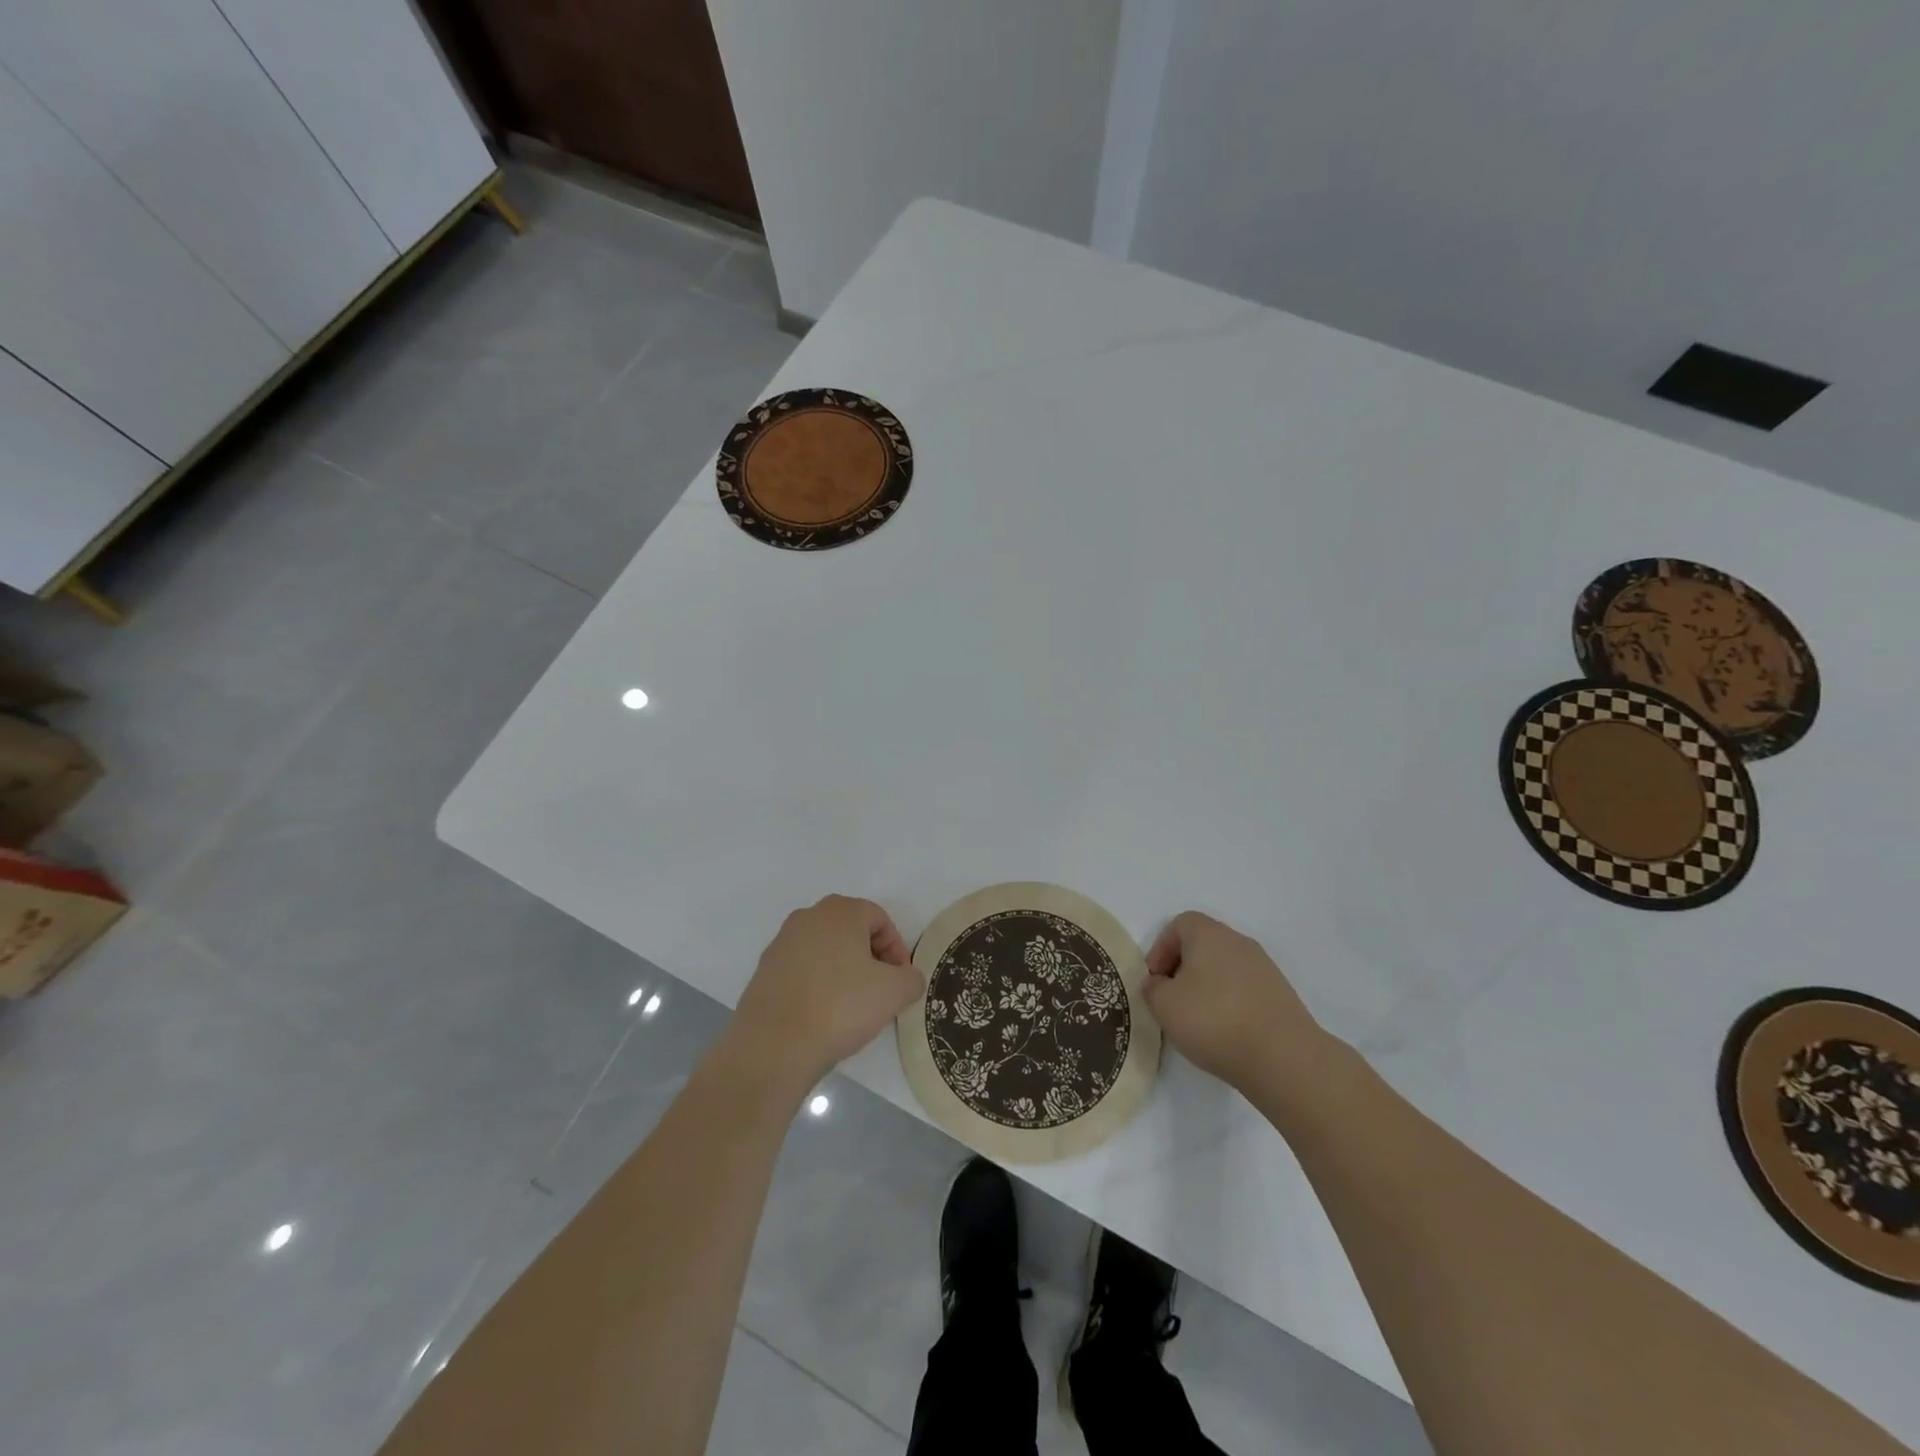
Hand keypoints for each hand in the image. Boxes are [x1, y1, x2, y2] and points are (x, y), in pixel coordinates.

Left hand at [728, 895, 923, 1090]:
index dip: (897, 949)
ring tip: (851, 1008)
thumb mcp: (894, 992)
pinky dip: (817, 986)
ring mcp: (781, 944)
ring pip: (825, 951)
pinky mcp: (763, 972)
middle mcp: (807, 917)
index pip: (880, 919)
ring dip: (843, 972)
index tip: (900, 981)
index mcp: (840, 911)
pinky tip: (822, 1016)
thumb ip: (912, 978)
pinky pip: (801, 971)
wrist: (773, 1046)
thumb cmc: (840, 1007)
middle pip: (850, 931)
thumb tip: (907, 979)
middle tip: (880, 991)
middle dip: (870, 958)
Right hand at [1143, 912, 1332, 1092]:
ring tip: (1199, 1020)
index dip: (1161, 949)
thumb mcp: (1164, 1005)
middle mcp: (1238, 942)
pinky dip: (1231, 1002)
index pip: (1179, 924)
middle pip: (1203, 944)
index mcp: (1209, 934)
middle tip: (1173, 1000)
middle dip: (1183, 968)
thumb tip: (1159, 984)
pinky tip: (1227, 1031)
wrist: (1284, 1057)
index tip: (1156, 980)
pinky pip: (1245, 988)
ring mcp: (1264, 967)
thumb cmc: (1214, 1021)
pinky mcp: (1281, 994)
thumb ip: (1152, 988)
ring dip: (1208, 987)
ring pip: (1225, 967)